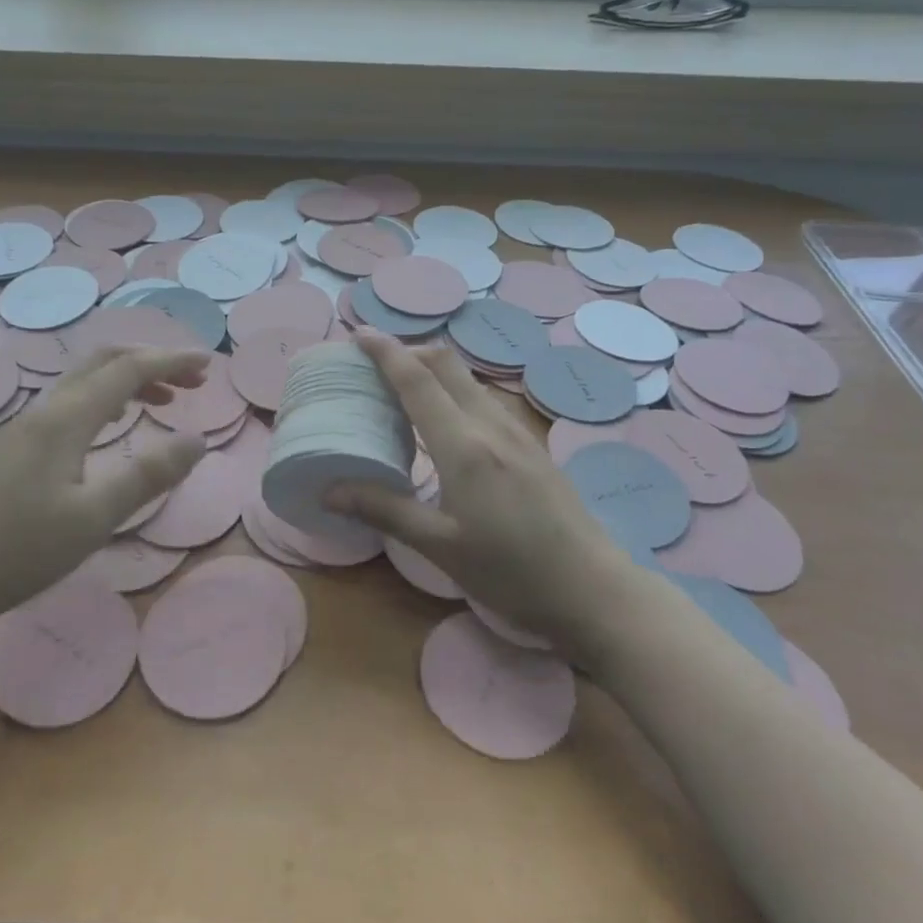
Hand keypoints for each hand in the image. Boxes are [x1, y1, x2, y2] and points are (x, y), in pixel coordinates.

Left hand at [0, 346, 209, 626]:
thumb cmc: (21, 550)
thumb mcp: (96, 517)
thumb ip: (149, 475)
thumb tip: (197, 440)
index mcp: (67, 418)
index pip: (129, 369)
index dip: (172, 360)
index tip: (210, 364)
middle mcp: (47, 409)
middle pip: (105, 360)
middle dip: (153, 361)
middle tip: (193, 380)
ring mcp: (28, 426)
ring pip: (86, 380)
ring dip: (129, 379)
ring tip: (166, 400)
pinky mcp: (17, 446)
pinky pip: (72, 400)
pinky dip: (106, 397)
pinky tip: (115, 424)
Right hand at [327, 331, 632, 653]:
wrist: (593, 588)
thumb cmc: (511, 571)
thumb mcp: (440, 546)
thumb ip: (384, 509)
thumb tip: (328, 491)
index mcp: (464, 444)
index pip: (417, 379)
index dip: (385, 351)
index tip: (356, 334)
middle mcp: (490, 424)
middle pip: (446, 363)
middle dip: (408, 350)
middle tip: (374, 364)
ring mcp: (517, 431)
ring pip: (468, 379)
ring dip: (433, 370)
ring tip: (402, 390)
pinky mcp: (532, 444)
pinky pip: (484, 399)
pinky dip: (454, 391)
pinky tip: (445, 423)